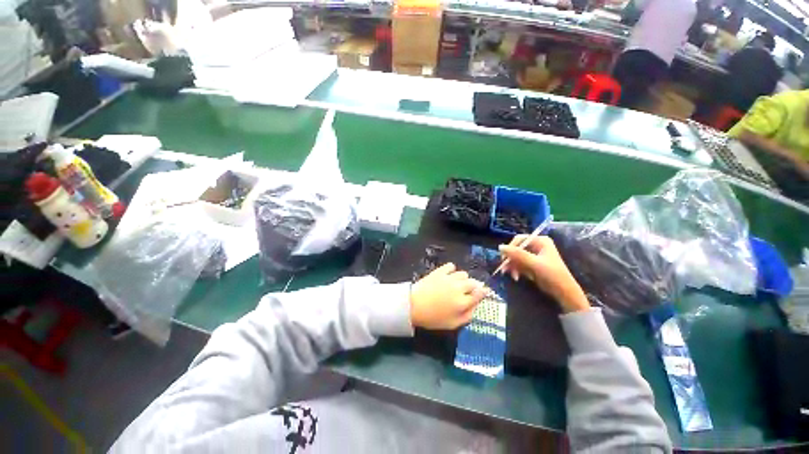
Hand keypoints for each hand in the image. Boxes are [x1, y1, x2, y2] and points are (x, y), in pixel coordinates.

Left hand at [410, 263, 487, 329]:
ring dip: (463, 279)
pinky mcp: (440, 271)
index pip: (479, 293)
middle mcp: (459, 288)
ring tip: (457, 284)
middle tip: (468, 291)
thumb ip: (467, 316)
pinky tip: (448, 275)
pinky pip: (451, 266)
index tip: (484, 292)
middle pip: (473, 282)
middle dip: (473, 287)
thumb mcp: (452, 324)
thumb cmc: (433, 318)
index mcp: (463, 302)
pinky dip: (452, 269)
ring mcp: (449, 278)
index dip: (484, 292)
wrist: (413, 305)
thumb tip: (475, 307)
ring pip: (463, 273)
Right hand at [499, 236, 589, 313]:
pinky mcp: (532, 264)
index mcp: (540, 241)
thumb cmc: (552, 275)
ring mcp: (534, 255)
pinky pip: (519, 263)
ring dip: (512, 266)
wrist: (564, 293)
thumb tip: (500, 247)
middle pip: (516, 248)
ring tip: (512, 276)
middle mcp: (537, 245)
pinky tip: (516, 277)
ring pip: (516, 257)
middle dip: (511, 260)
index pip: (519, 239)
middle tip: (505, 269)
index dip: (510, 248)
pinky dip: (516, 270)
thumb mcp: (534, 264)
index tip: (504, 259)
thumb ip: (517, 254)